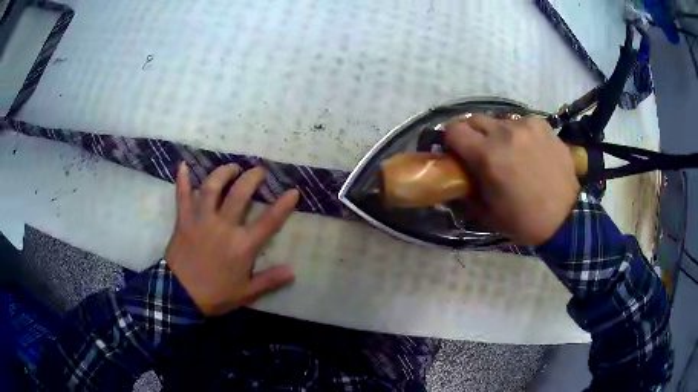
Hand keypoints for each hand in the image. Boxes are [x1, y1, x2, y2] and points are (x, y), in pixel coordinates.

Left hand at [165, 162, 298, 315]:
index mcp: (242, 245)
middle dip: (252, 178)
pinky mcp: (184, 220)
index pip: (268, 221)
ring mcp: (201, 219)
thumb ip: (270, 280)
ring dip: (223, 173)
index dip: (282, 206)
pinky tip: (183, 165)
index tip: (293, 191)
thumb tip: (292, 271)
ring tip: (232, 167)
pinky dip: (182, 180)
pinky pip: (182, 196)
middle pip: (240, 194)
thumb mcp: (247, 293)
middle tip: (259, 170)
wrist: (180, 296)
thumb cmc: (215, 295)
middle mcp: (223, 226)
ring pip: (212, 188)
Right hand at [445, 114, 579, 245]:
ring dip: (497, 134)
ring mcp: (526, 125)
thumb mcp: (487, 213)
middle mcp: (505, 132)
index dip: (451, 140)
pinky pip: (521, 122)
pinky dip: (519, 133)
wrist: (565, 218)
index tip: (456, 152)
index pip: (453, 129)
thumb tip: (458, 177)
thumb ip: (467, 190)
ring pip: (499, 121)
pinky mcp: (543, 125)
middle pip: (474, 119)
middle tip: (480, 152)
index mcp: (488, 155)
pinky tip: (529, 149)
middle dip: (472, 134)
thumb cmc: (524, 220)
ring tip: (510, 152)